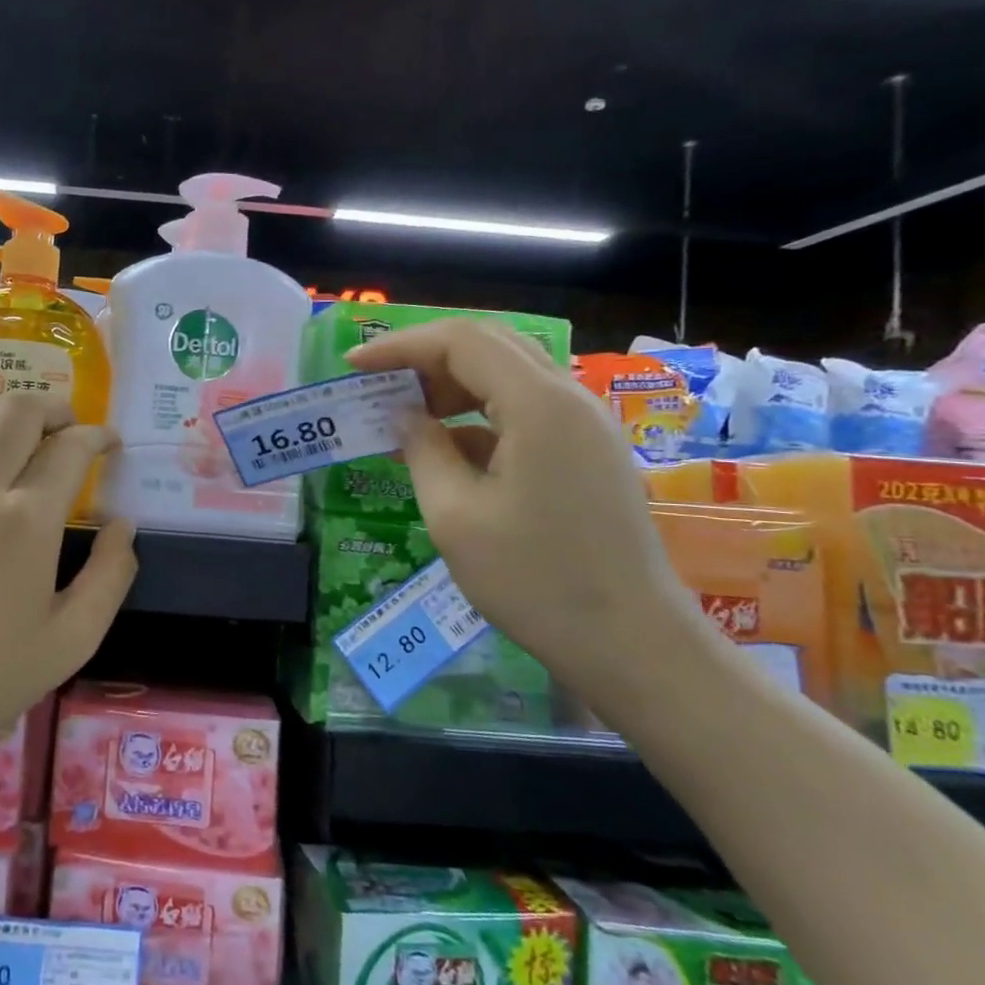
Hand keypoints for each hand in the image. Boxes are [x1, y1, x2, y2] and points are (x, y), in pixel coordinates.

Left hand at [0, 392, 137, 760]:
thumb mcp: (72, 640)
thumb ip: (110, 576)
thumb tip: (122, 526)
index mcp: (27, 521)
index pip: (70, 449)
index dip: (98, 437)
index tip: (110, 445)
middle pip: (19, 411)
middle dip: (56, 408)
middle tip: (71, 430)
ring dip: (5, 409)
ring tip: (23, 430)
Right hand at [346, 319, 699, 700]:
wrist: (631, 643)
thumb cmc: (533, 581)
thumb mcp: (455, 516)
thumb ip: (423, 450)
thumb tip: (404, 415)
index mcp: (538, 405)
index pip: (461, 341)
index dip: (401, 345)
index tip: (353, 366)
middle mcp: (569, 399)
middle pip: (489, 346)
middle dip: (425, 358)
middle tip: (377, 386)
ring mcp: (585, 425)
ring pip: (508, 376)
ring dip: (451, 386)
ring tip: (403, 418)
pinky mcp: (588, 452)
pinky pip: (525, 411)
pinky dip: (478, 417)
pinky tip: (444, 450)